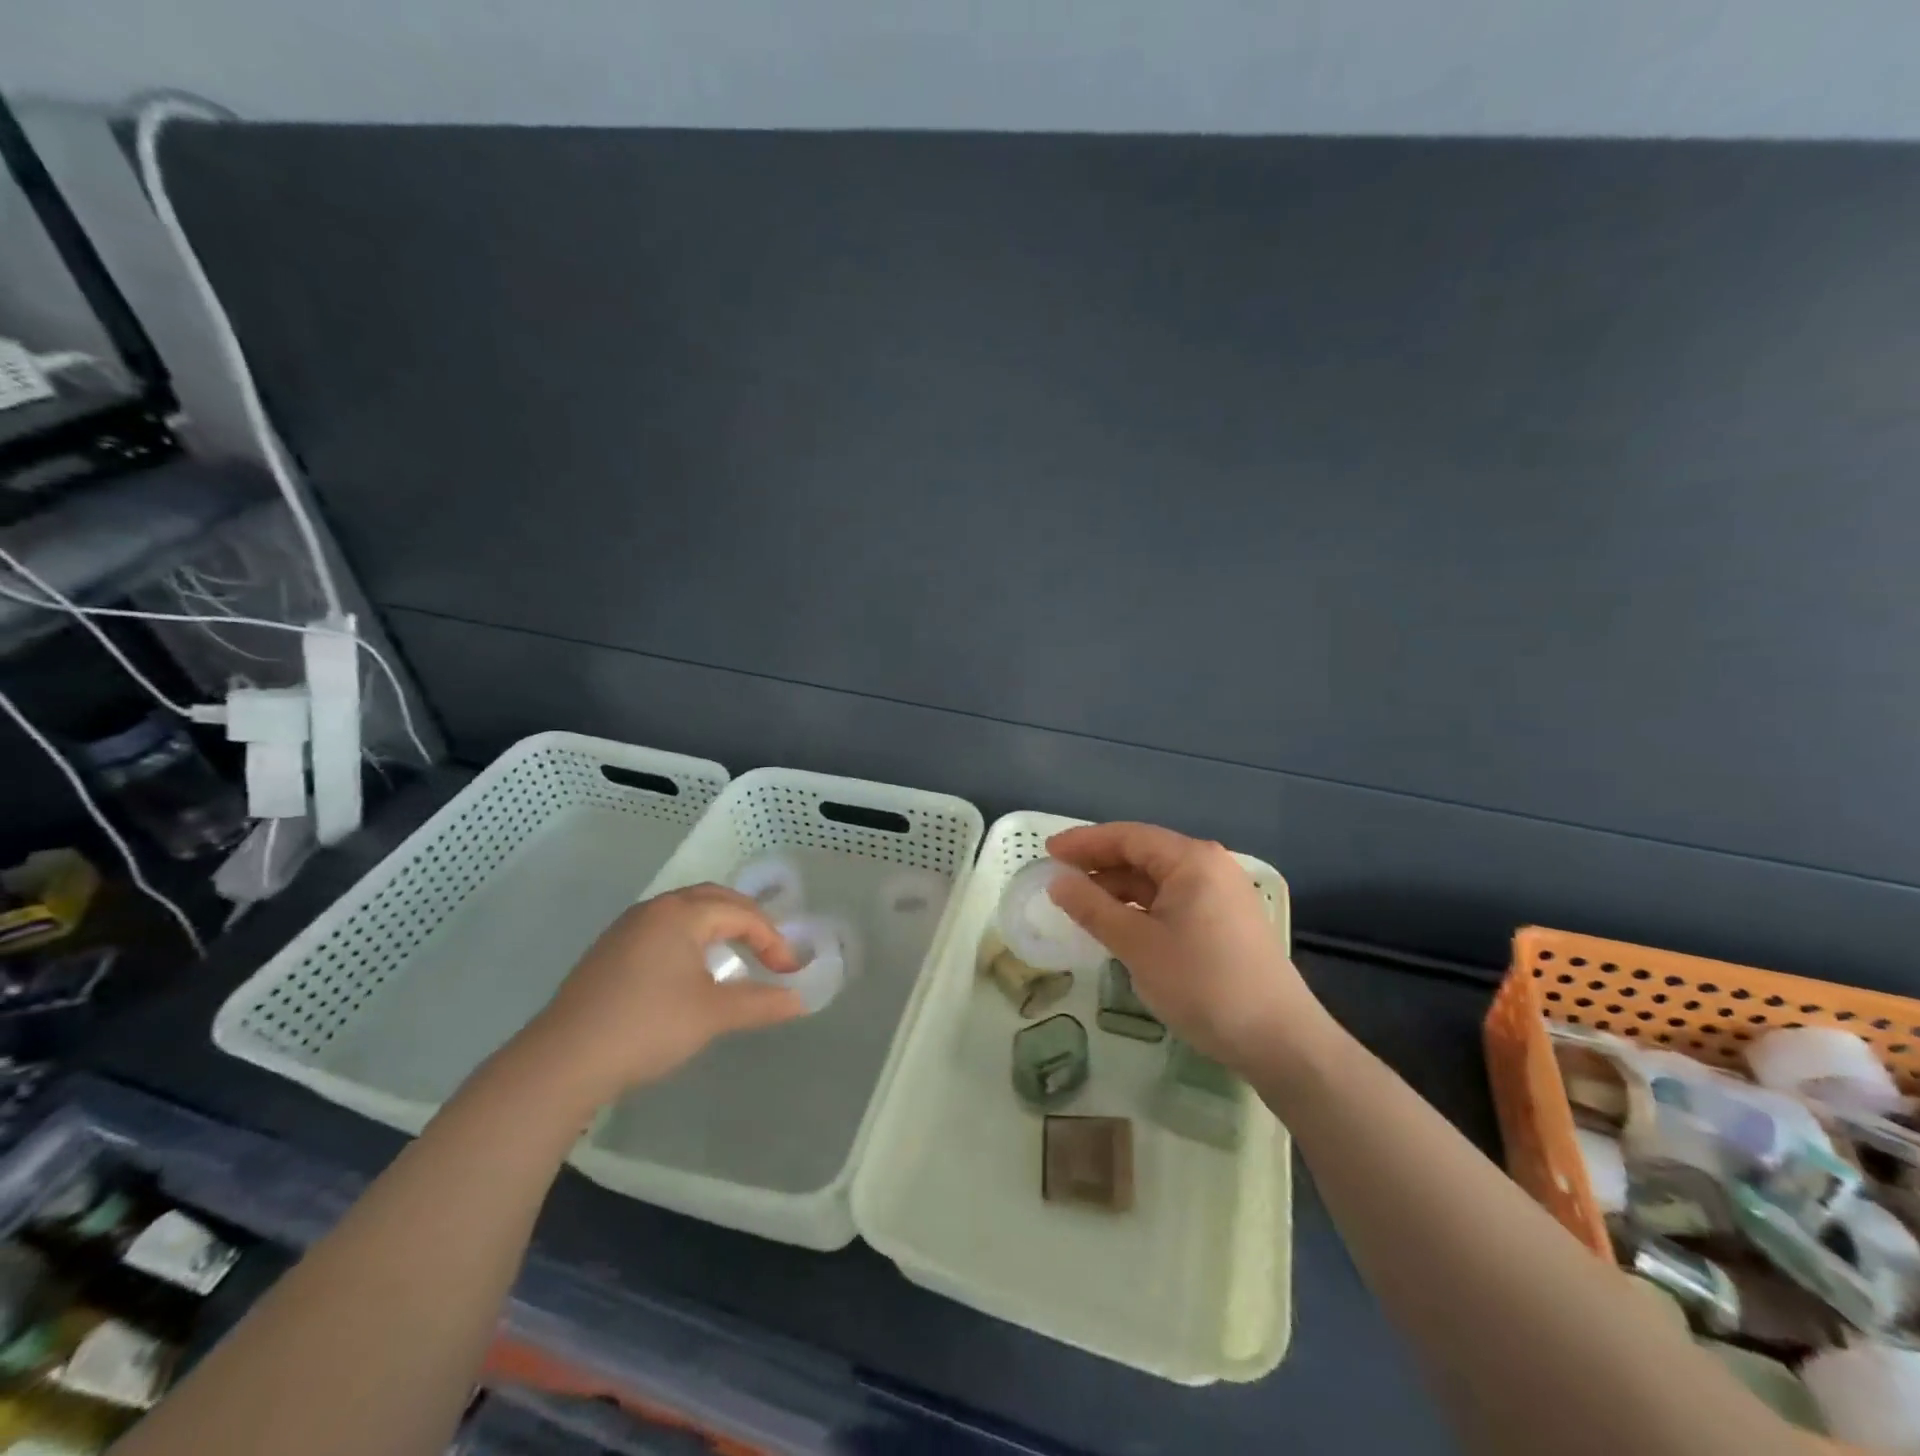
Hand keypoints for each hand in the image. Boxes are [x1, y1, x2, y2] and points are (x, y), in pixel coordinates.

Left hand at [516, 884, 805, 1106]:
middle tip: (769, 949)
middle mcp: (653, 910)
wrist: (562, 1062)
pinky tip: (691, 969)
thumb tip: (799, 1000)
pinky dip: (690, 937)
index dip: (772, 939)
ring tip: (736, 954)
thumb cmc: (647, 1027)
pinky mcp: (609, 952)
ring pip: (684, 912)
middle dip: (747, 920)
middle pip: (712, 899)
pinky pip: (663, 928)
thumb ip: (761, 1003)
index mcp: (680, 913)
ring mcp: (626, 929)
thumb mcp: (713, 1015)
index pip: (741, 913)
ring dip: (717, 926)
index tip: (789, 971)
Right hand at [1046, 822, 1329, 1071]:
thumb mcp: (1138, 945)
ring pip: (1158, 879)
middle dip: (1099, 864)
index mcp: (1192, 860)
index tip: (1047, 852)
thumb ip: (1093, 909)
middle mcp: (1210, 866)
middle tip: (1059, 878)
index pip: (1128, 836)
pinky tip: (1120, 924)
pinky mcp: (1226, 921)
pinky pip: (1173, 900)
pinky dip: (1141, 906)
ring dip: (1118, 887)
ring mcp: (1222, 894)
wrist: (1280, 1040)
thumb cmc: (1203, 984)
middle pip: (1144, 853)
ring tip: (1082, 904)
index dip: (1084, 842)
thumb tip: (1058, 882)